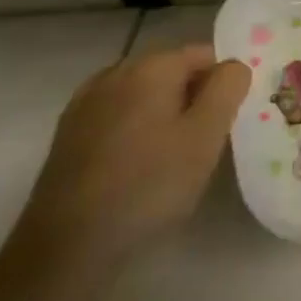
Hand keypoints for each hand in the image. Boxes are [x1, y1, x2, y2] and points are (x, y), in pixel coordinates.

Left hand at [12, 46, 250, 273]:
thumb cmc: (149, 184)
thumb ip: (228, 87)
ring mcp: (86, 103)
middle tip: (206, 141)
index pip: (205, 54)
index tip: (226, 121)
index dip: (223, 84)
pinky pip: (119, 115)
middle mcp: (115, 73)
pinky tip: (139, 164)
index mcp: (151, 66)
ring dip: (165, 113)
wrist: (67, 246)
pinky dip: (137, 128)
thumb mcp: (207, 134)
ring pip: (145, 94)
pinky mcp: (69, 133)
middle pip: (173, 71)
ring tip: (174, 156)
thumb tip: (233, 66)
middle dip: (194, 97)